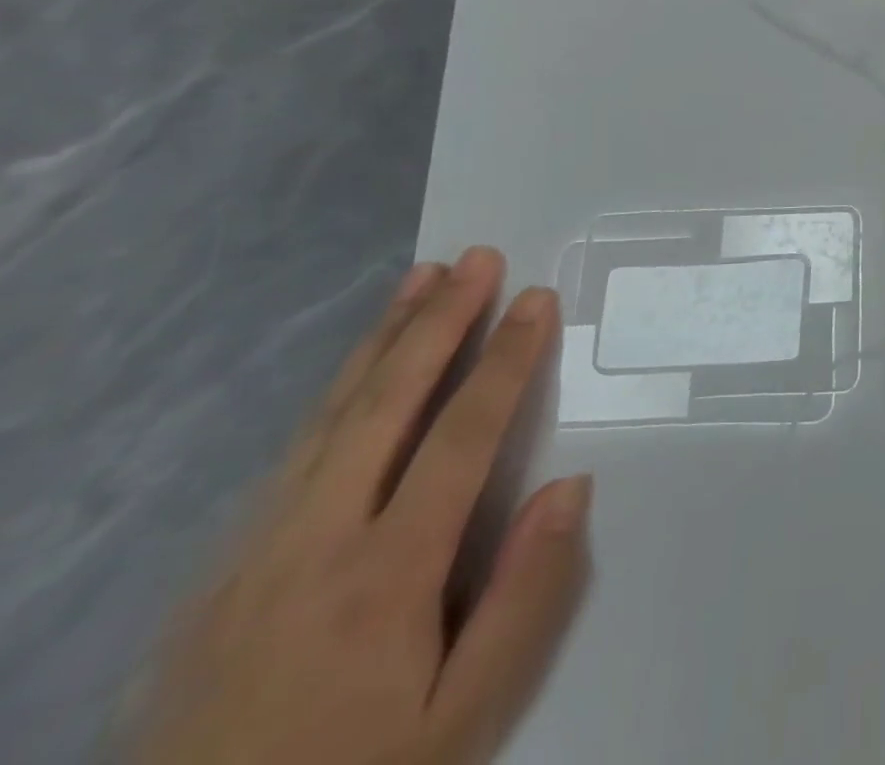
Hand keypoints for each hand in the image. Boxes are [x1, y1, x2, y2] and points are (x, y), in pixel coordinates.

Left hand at [133, 249, 588, 764]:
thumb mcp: (462, 722)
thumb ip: (523, 600)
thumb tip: (571, 486)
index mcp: (384, 574)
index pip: (462, 434)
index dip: (506, 358)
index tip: (537, 299)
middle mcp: (314, 541)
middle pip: (388, 402)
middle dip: (439, 321)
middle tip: (478, 258)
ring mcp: (255, 551)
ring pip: (330, 415)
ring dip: (382, 338)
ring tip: (420, 279)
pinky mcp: (220, 570)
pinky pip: (291, 452)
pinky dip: (334, 391)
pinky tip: (356, 371)